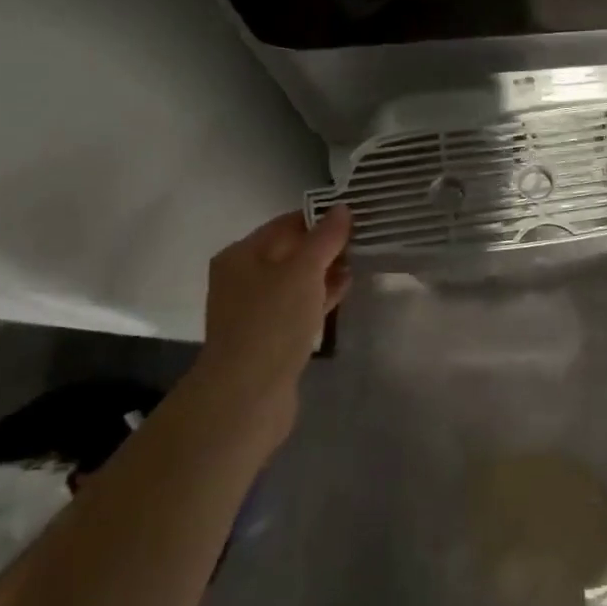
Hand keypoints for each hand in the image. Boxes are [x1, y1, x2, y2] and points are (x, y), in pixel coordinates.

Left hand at [198, 207, 351, 437]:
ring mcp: (255, 310)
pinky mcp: (269, 338)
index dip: (321, 218)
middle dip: (326, 246)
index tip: (357, 216)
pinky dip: (320, 296)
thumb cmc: (272, 321)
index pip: (286, 223)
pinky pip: (299, 306)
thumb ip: (325, 238)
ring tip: (361, 262)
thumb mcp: (304, 271)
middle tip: (364, 239)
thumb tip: (342, 208)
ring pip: (297, 281)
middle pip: (291, 251)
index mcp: (242, 254)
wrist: (246, 396)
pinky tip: (345, 290)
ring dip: (326, 272)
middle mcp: (243, 278)